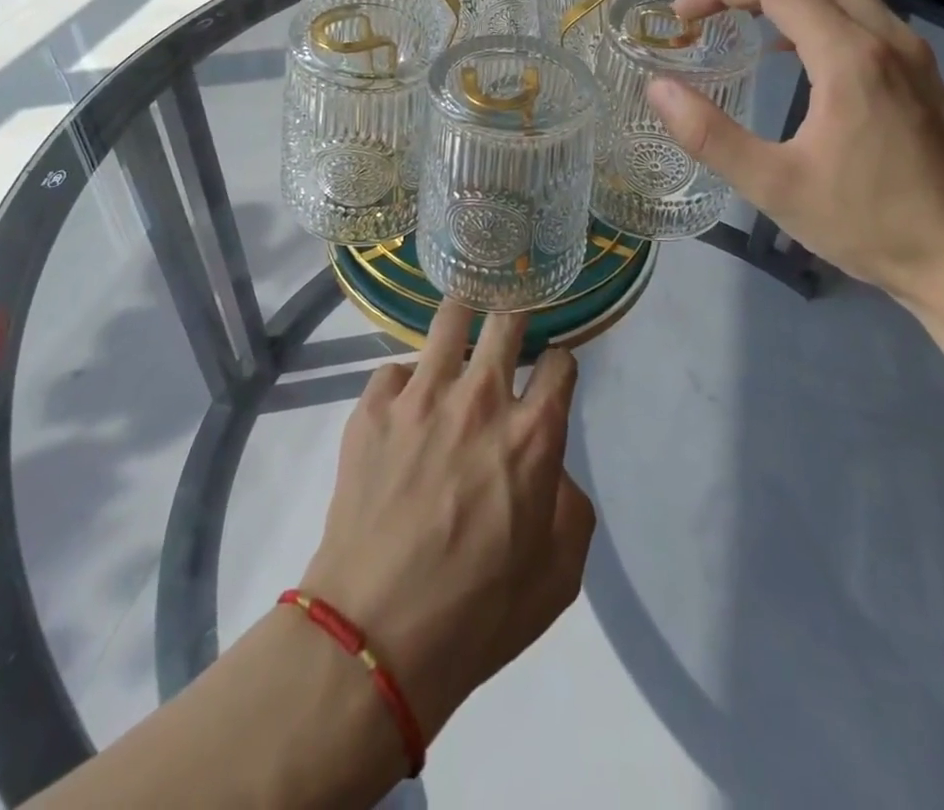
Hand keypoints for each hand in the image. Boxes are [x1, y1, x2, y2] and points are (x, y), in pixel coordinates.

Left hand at [300, 304, 593, 742]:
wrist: (376, 632)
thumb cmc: (479, 611)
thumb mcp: (559, 573)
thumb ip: (569, 504)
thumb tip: (549, 467)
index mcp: (533, 434)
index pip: (560, 363)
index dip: (562, 361)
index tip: (554, 368)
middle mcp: (481, 398)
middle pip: (507, 320)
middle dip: (517, 310)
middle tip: (512, 315)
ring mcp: (421, 396)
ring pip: (449, 320)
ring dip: (462, 316)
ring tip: (462, 318)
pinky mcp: (373, 407)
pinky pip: (394, 369)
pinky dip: (405, 380)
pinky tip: (404, 403)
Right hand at [647, 0, 943, 308]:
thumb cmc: (869, 225)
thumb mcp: (775, 187)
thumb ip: (710, 135)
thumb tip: (657, 88)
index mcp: (850, 57)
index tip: (680, 16)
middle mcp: (885, 35)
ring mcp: (909, 49)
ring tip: (733, 7)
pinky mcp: (918, 68)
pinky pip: (858, 9)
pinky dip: (812, 4)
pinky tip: (786, 44)